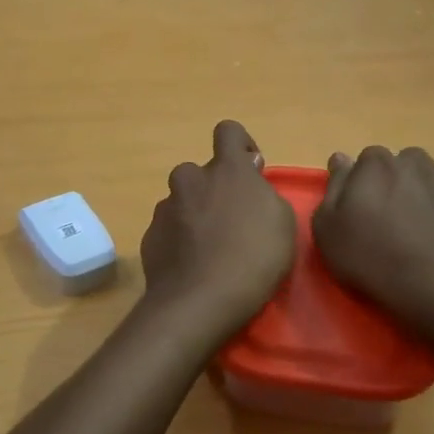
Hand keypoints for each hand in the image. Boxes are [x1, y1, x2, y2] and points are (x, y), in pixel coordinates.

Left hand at [140, 121, 296, 337]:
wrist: (200, 302)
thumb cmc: (253, 259)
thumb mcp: (282, 223)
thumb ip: (264, 193)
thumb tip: (250, 182)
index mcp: (227, 171)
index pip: (228, 131)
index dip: (241, 145)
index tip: (251, 170)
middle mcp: (191, 180)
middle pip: (201, 171)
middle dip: (214, 188)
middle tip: (231, 220)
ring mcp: (165, 208)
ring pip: (182, 200)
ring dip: (195, 214)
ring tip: (210, 248)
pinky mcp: (150, 236)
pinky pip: (168, 228)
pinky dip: (179, 239)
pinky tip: (193, 265)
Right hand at [312, 146, 433, 325]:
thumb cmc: (371, 257)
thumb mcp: (328, 229)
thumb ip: (335, 187)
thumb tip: (341, 158)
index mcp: (377, 166)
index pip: (367, 159)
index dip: (364, 181)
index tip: (362, 207)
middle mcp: (417, 165)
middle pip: (407, 161)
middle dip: (401, 180)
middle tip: (394, 215)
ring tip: (429, 217)